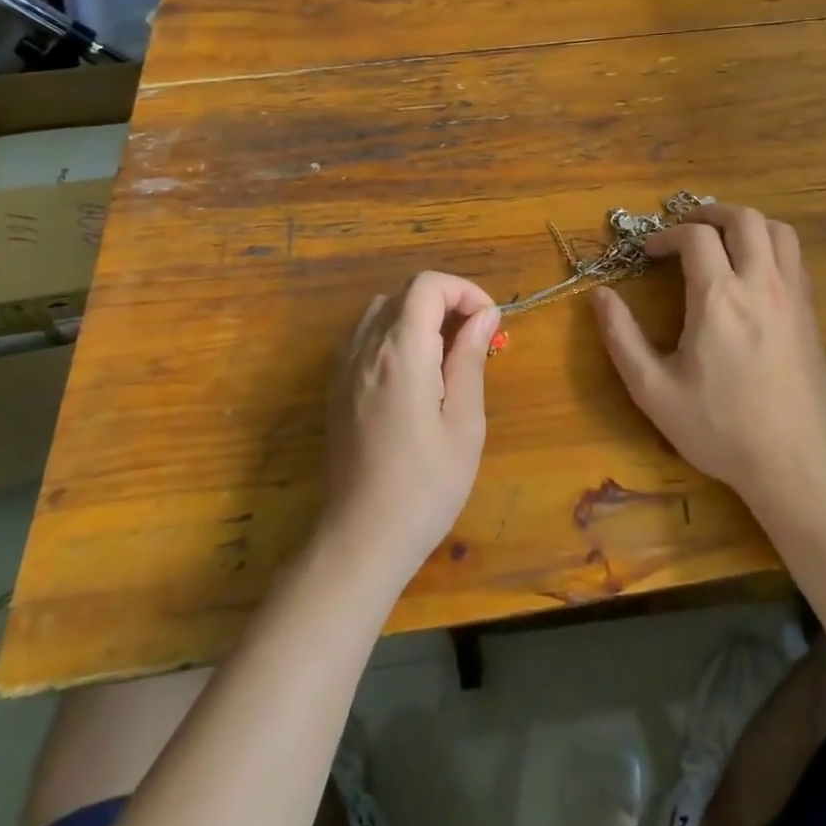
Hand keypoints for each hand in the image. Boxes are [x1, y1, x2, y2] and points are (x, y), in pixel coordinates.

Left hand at [322, 272, 499, 578]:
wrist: (361, 539)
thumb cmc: (425, 486)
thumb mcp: (464, 424)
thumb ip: (470, 359)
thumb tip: (485, 315)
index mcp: (400, 352)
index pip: (428, 285)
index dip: (464, 291)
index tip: (489, 322)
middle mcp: (366, 348)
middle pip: (406, 292)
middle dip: (447, 301)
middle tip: (475, 339)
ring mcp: (344, 367)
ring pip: (382, 309)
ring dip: (419, 315)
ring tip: (446, 352)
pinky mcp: (336, 387)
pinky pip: (364, 335)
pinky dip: (394, 333)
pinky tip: (413, 370)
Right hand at [590, 204, 825, 509]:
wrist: (799, 466)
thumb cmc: (721, 429)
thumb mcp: (654, 391)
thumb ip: (622, 338)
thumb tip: (599, 295)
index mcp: (719, 297)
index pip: (696, 236)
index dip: (667, 234)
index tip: (649, 252)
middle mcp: (761, 284)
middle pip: (744, 218)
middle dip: (710, 213)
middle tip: (686, 230)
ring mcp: (793, 296)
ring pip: (778, 230)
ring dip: (746, 224)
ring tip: (723, 241)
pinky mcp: (812, 314)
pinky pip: (795, 258)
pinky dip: (771, 246)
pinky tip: (754, 274)